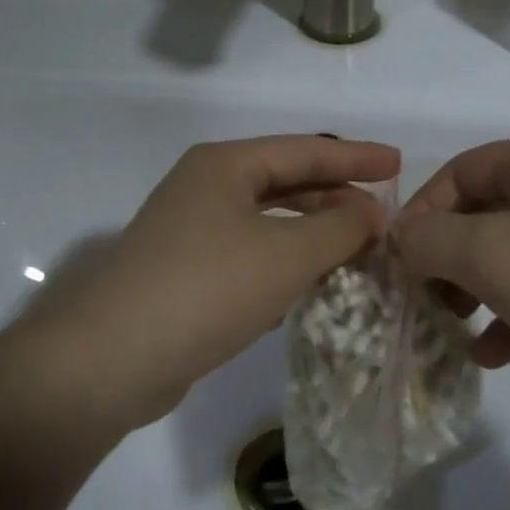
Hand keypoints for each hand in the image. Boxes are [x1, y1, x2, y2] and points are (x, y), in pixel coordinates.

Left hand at [14, 135, 399, 428]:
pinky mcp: (187, 274)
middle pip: (285, 181)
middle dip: (336, 195)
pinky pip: (251, 255)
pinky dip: (285, 262)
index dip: (356, 156)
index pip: (305, 149)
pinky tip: (311, 283)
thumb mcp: (286, 254)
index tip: (399, 162)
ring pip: (268, 221)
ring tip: (358, 246)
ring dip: (313, 232)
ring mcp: (191, 232)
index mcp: (225, 166)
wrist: (110, 360)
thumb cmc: (206, 289)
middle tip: (382, 212)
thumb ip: (339, 229)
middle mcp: (205, 188)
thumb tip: (372, 214)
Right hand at [395, 133, 509, 428]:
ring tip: (452, 330)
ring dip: (474, 291)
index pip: (457, 172)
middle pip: (482, 214)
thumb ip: (430, 239)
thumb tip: (400, 237)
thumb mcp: (490, 254)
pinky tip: (492, 354)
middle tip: (423, 301)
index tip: (398, 261)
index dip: (420, 213)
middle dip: (445, 259)